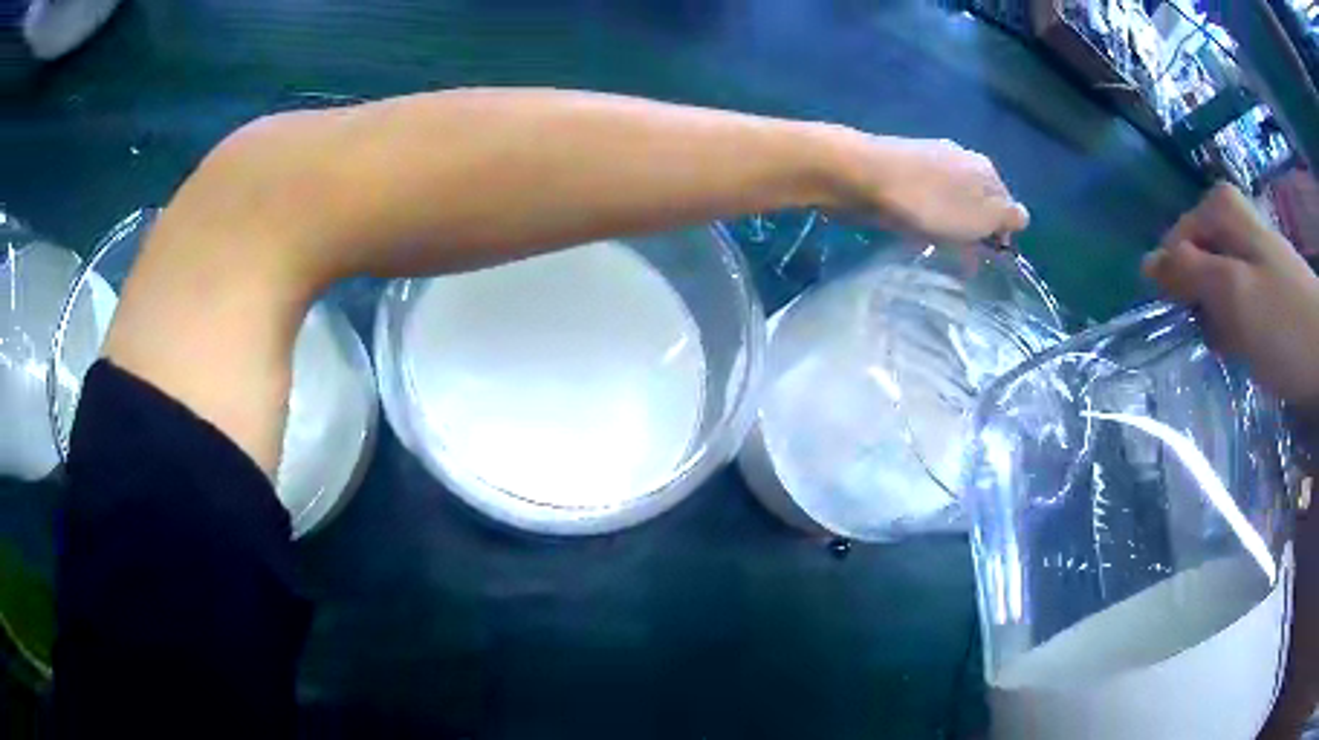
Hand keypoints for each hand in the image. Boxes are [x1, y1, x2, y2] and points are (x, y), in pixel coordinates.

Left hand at [818, 129, 1029, 243]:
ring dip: (951, 229)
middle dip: (976, 232)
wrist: (863, 176)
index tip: (988, 258)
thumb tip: (1020, 217)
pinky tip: (917, 234)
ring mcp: (929, 162)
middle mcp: (961, 160)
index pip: (1007, 205)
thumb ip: (1007, 217)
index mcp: (985, 168)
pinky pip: (925, 203)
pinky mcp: (901, 173)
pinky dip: (927, 220)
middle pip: (979, 203)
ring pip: (951, 204)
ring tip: (941, 253)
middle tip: (965, 261)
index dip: (1002, 234)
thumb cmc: (930, 201)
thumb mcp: (982, 214)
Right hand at [1143, 182, 1318, 406]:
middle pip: (1198, 261)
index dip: (1177, 281)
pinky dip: (1238, 327)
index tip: (1189, 320)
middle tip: (1216, 336)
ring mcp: (1256, 254)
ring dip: (1219, 320)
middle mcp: (1236, 221)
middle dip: (1200, 302)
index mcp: (1222, 209)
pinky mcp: (1270, 286)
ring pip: (1219, 285)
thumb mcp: (1232, 294)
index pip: (1176, 242)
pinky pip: (1240, 303)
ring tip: (1235, 347)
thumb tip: (1145, 263)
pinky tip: (1249, 348)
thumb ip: (1187, 273)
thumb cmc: (1283, 323)